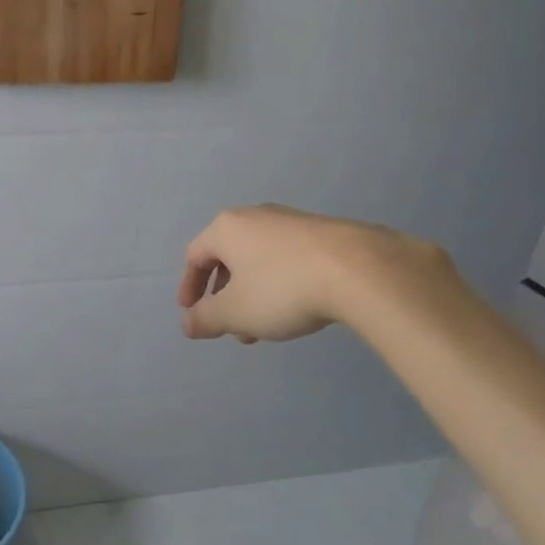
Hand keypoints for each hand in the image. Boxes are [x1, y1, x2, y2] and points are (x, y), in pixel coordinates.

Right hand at [177, 204, 465, 343]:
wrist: (358, 268)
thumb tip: (187, 323)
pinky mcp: (320, 232)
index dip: (190, 286)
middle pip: (227, 256)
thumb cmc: (283, 288)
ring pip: (258, 259)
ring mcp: (289, 221)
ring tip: (264, 328)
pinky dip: (278, 283)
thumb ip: (206, 319)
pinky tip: (295, 308)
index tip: (191, 313)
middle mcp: (254, 216)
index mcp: (226, 228)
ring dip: (252, 293)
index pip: (195, 255)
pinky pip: (285, 258)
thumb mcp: (237, 312)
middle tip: (230, 327)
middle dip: (225, 295)